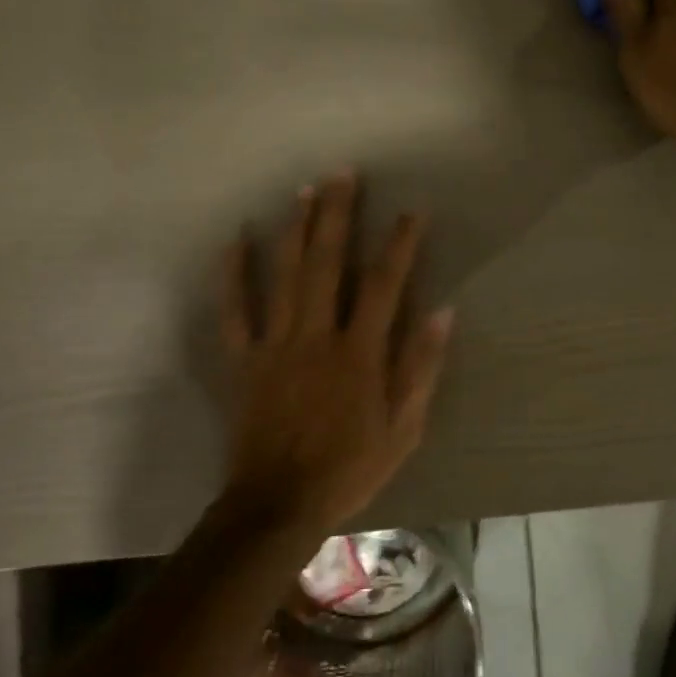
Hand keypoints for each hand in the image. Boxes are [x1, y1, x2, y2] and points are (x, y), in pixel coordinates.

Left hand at [219, 171, 453, 533]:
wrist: (278, 504)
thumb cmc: (350, 467)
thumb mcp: (404, 427)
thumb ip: (421, 367)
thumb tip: (443, 311)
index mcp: (359, 353)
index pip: (385, 284)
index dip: (400, 243)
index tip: (412, 211)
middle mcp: (316, 336)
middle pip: (328, 263)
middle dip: (337, 214)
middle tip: (343, 173)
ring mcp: (275, 344)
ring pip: (284, 275)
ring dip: (295, 229)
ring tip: (304, 189)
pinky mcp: (244, 359)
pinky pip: (234, 310)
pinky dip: (232, 273)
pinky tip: (236, 239)